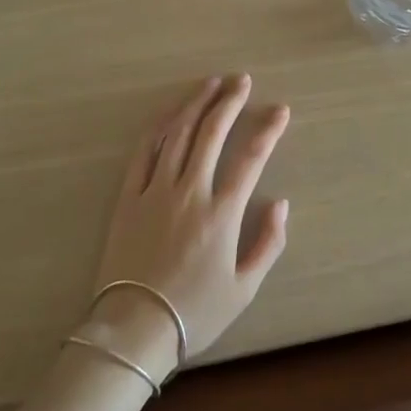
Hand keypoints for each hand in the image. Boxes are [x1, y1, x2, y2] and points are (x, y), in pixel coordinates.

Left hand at [84, 76, 290, 379]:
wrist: (132, 330)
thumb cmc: (193, 313)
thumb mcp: (243, 289)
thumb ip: (268, 244)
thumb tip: (281, 204)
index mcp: (222, 213)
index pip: (251, 158)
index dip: (268, 130)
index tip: (280, 110)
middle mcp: (190, 192)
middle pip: (212, 133)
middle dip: (230, 101)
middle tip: (242, 80)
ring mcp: (156, 190)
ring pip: (178, 134)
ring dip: (196, 104)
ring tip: (211, 83)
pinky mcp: (129, 197)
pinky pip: (144, 152)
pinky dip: (159, 127)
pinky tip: (170, 113)